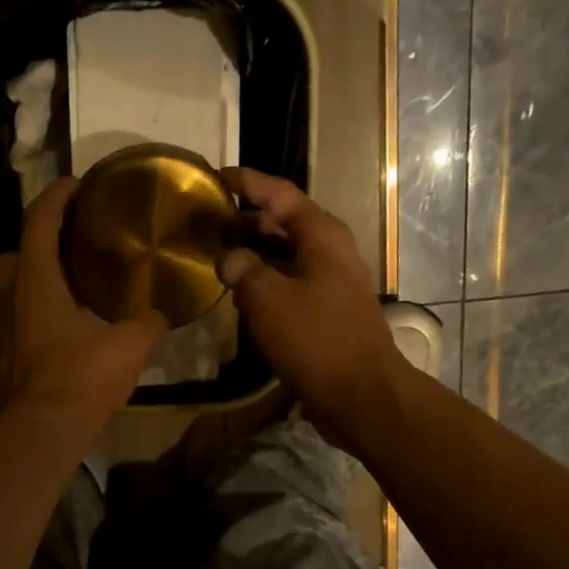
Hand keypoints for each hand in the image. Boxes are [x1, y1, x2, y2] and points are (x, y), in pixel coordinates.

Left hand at [0, 177, 167, 432]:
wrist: (43, 429)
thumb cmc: (81, 377)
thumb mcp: (129, 345)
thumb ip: (149, 322)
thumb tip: (162, 315)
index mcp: (36, 281)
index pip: (38, 223)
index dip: (55, 197)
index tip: (75, 184)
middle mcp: (11, 298)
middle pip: (10, 256)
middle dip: (33, 245)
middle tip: (66, 250)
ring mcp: (2, 330)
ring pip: (8, 291)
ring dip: (30, 282)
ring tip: (66, 289)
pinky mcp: (4, 357)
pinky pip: (15, 322)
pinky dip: (32, 316)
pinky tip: (61, 329)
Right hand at [217, 168, 406, 447]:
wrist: (359, 392)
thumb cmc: (314, 338)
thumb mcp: (268, 298)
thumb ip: (243, 269)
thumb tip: (228, 258)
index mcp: (321, 235)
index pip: (280, 194)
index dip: (248, 182)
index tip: (218, 176)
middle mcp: (330, 251)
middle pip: (284, 224)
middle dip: (246, 221)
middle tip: (209, 222)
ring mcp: (331, 282)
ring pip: (286, 256)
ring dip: (254, 255)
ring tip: (217, 257)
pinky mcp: (327, 311)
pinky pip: (291, 284)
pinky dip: (265, 283)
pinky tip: (241, 296)